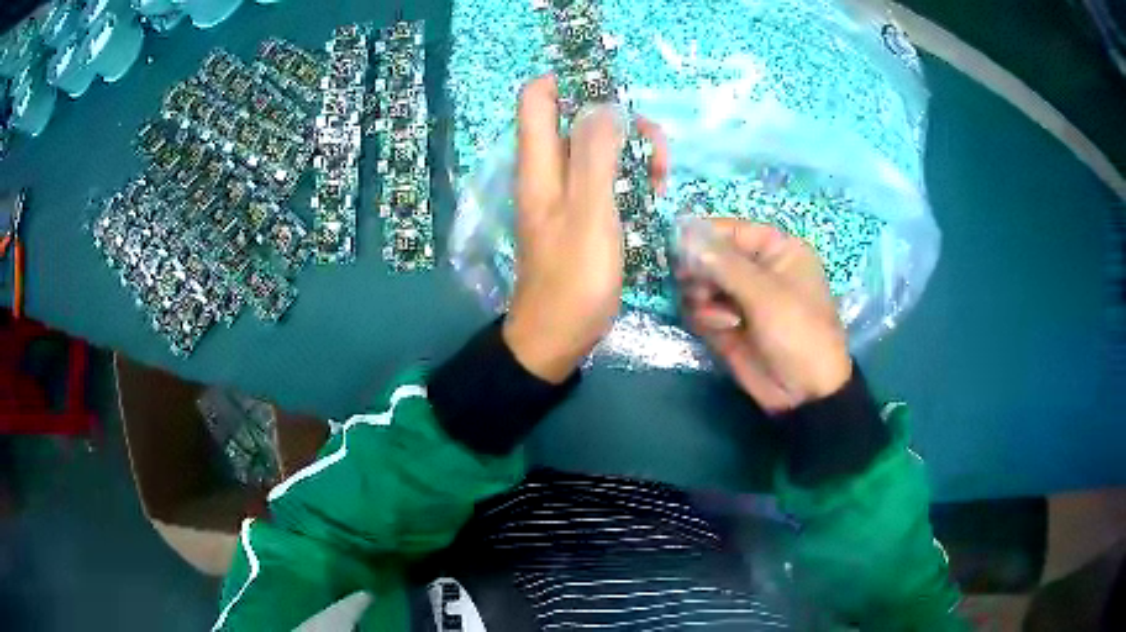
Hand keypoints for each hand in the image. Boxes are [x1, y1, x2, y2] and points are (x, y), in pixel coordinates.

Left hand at [503, 75, 667, 382]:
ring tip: (662, 178)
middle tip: (655, 149)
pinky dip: (630, 179)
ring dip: (633, 153)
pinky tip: (653, 197)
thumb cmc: (574, 279)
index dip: (570, 82)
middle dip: (620, 122)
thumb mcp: (590, 213)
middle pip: (578, 120)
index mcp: (539, 164)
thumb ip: (594, 155)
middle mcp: (548, 171)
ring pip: (598, 149)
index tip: (614, 92)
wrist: (557, 337)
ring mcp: (566, 194)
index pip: (537, 98)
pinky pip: (606, 179)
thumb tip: (602, 105)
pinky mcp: (581, 215)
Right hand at [680, 218, 851, 412]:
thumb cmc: (797, 332)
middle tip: (694, 283)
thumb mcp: (765, 293)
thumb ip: (723, 263)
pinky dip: (704, 316)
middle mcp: (757, 269)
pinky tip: (722, 329)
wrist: (803, 392)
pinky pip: (700, 309)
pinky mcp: (726, 323)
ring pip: (701, 282)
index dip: (704, 234)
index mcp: (777, 251)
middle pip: (711, 255)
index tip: (676, 243)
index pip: (732, 230)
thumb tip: (684, 232)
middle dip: (700, 269)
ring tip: (719, 314)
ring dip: (702, 296)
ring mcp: (740, 298)